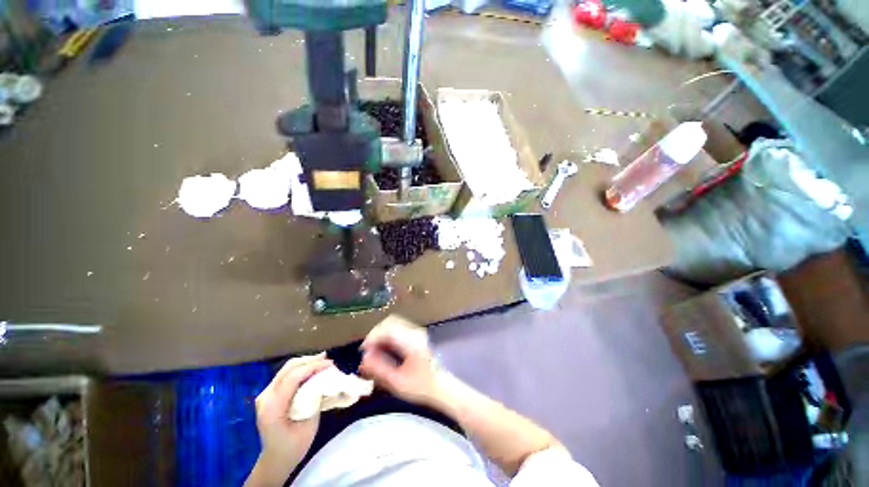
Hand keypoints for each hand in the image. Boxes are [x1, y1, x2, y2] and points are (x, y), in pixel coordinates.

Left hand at [246, 354, 332, 486]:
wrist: (276, 459)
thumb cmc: (294, 446)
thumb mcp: (309, 424)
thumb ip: (314, 399)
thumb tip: (325, 379)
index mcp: (272, 408)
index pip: (293, 378)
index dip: (313, 367)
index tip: (331, 365)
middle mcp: (265, 397)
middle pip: (288, 369)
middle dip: (310, 360)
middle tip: (328, 360)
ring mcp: (265, 394)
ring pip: (286, 369)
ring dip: (306, 362)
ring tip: (323, 361)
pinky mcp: (269, 393)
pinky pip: (285, 374)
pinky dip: (300, 369)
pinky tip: (312, 369)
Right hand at [359, 320, 441, 407]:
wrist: (439, 386)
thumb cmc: (419, 387)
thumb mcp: (396, 382)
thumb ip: (379, 369)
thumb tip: (363, 358)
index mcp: (412, 342)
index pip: (388, 329)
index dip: (373, 336)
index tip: (363, 350)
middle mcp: (415, 332)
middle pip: (390, 322)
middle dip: (375, 334)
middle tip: (367, 350)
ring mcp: (416, 331)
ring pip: (393, 323)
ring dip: (381, 334)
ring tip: (373, 351)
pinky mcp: (415, 334)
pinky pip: (397, 327)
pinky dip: (387, 335)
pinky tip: (383, 349)